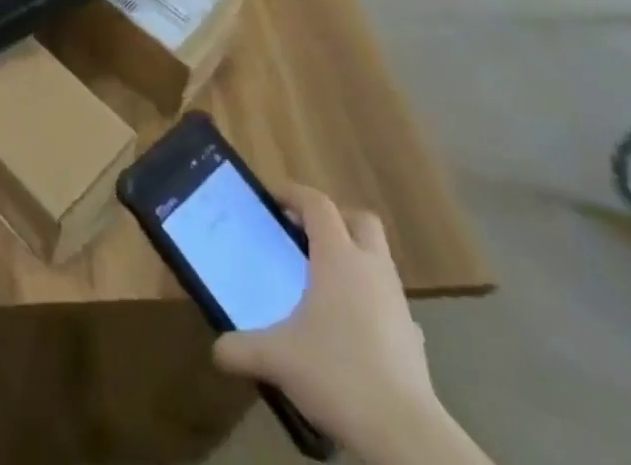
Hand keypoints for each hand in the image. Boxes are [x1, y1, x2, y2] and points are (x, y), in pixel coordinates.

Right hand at [212, 184, 442, 459]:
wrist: (407, 437)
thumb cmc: (338, 375)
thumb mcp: (278, 359)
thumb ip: (242, 349)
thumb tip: (216, 350)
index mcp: (338, 257)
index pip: (318, 204)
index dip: (294, 194)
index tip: (273, 200)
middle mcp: (371, 269)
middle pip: (361, 220)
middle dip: (336, 219)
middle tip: (306, 234)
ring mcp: (398, 303)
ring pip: (379, 260)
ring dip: (354, 260)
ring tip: (324, 284)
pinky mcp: (414, 338)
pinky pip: (390, 304)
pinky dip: (372, 304)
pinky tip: (354, 330)